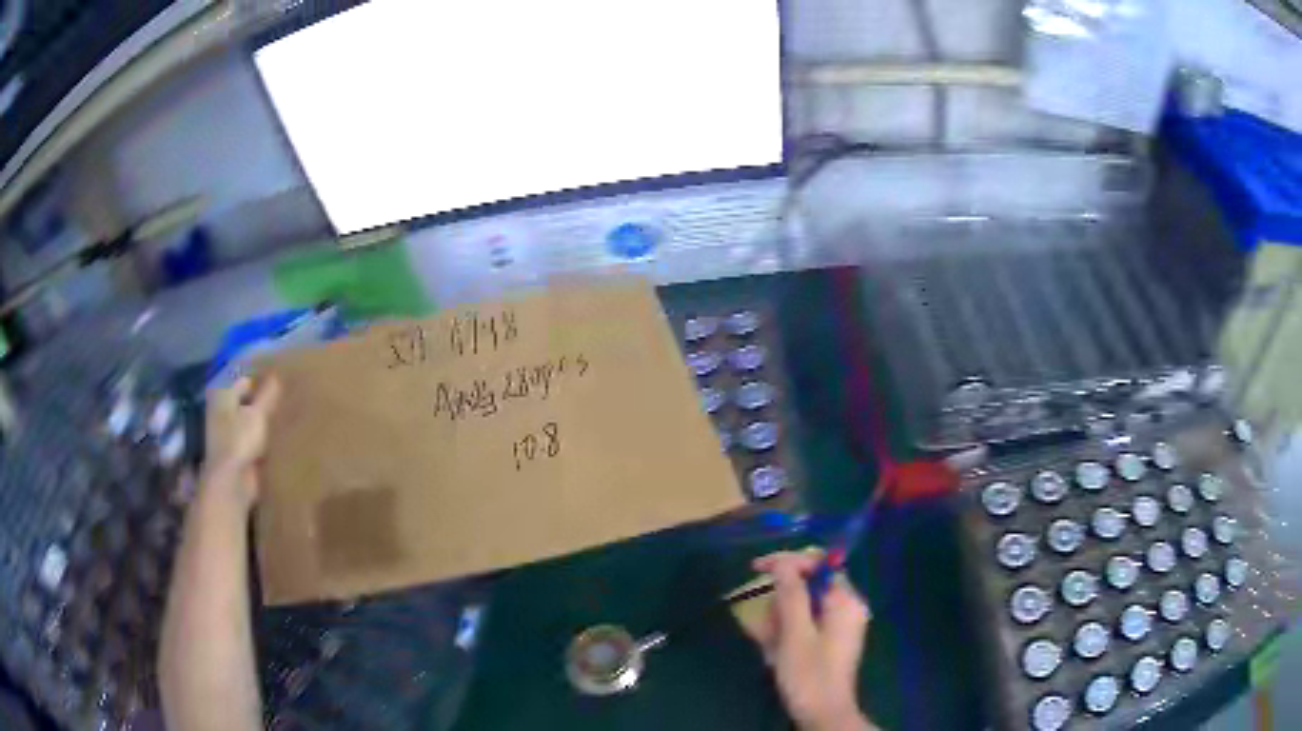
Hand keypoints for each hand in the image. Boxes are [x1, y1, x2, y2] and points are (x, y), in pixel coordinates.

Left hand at [202, 376, 280, 509]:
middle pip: (247, 401)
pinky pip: (255, 440)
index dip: (262, 380)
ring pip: (252, 421)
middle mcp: (223, 411)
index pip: (245, 380)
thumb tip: (278, 375)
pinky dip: (265, 439)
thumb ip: (268, 394)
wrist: (232, 484)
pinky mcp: (238, 453)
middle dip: (265, 401)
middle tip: (288, 400)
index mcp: (224, 395)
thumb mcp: (257, 413)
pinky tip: (282, 439)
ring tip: (288, 418)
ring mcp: (230, 434)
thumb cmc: (240, 441)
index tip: (282, 383)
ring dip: (266, 422)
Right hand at [745, 551, 873, 730]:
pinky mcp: (830, 641)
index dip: (787, 562)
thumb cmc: (809, 675)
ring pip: (804, 605)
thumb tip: (783, 562)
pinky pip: (805, 623)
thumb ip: (791, 594)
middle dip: (781, 598)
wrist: (823, 715)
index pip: (818, 564)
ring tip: (767, 641)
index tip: (755, 568)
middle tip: (762, 618)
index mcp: (846, 601)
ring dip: (780, 617)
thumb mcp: (795, 633)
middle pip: (810, 584)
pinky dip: (786, 630)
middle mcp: (847, 607)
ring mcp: (840, 625)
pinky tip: (772, 649)